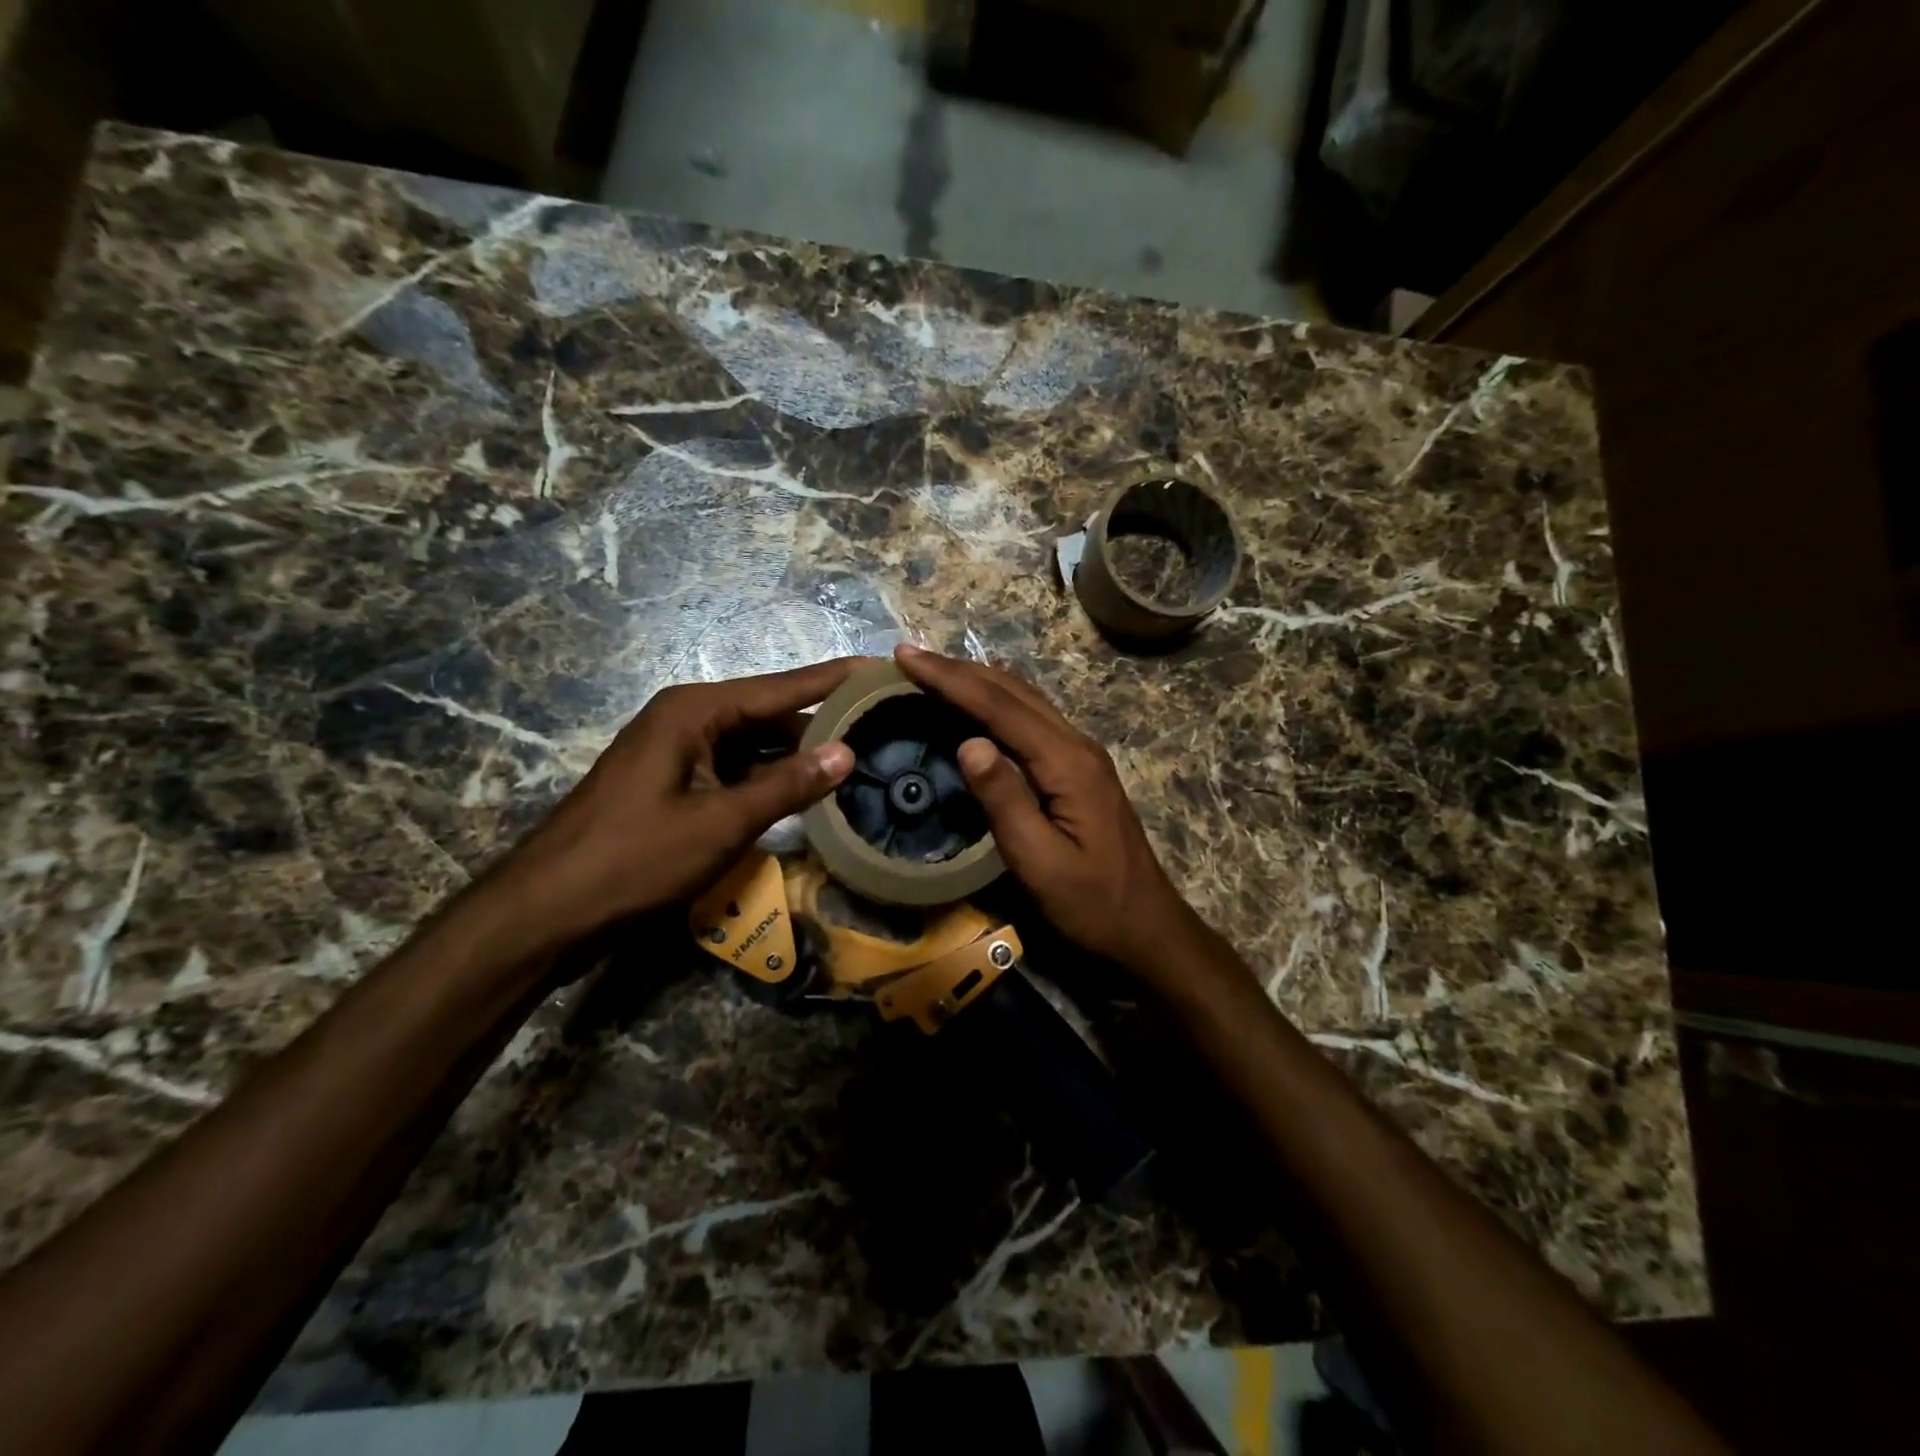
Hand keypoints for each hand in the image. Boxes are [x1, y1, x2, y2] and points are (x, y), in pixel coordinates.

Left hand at [493, 660, 857, 946]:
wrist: (547, 912)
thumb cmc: (635, 859)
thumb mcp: (721, 823)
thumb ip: (787, 785)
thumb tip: (847, 753)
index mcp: (694, 711)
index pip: (781, 687)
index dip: (833, 679)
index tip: (879, 666)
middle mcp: (686, 719)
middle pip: (767, 713)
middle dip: (820, 723)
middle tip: (879, 726)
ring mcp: (676, 753)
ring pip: (751, 745)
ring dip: (795, 756)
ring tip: (855, 759)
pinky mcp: (672, 785)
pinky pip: (733, 770)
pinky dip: (767, 780)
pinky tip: (804, 794)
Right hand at [893, 644, 1200, 980]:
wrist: (1146, 925)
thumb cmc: (1091, 903)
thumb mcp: (1041, 863)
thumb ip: (1006, 801)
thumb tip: (968, 742)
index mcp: (1067, 763)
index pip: (1000, 706)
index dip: (951, 679)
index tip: (906, 657)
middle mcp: (1076, 745)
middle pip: (1014, 691)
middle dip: (959, 670)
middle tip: (910, 657)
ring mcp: (1081, 754)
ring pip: (1025, 699)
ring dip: (978, 680)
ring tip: (934, 672)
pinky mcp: (1078, 768)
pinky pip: (1032, 717)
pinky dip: (997, 701)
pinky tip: (977, 706)